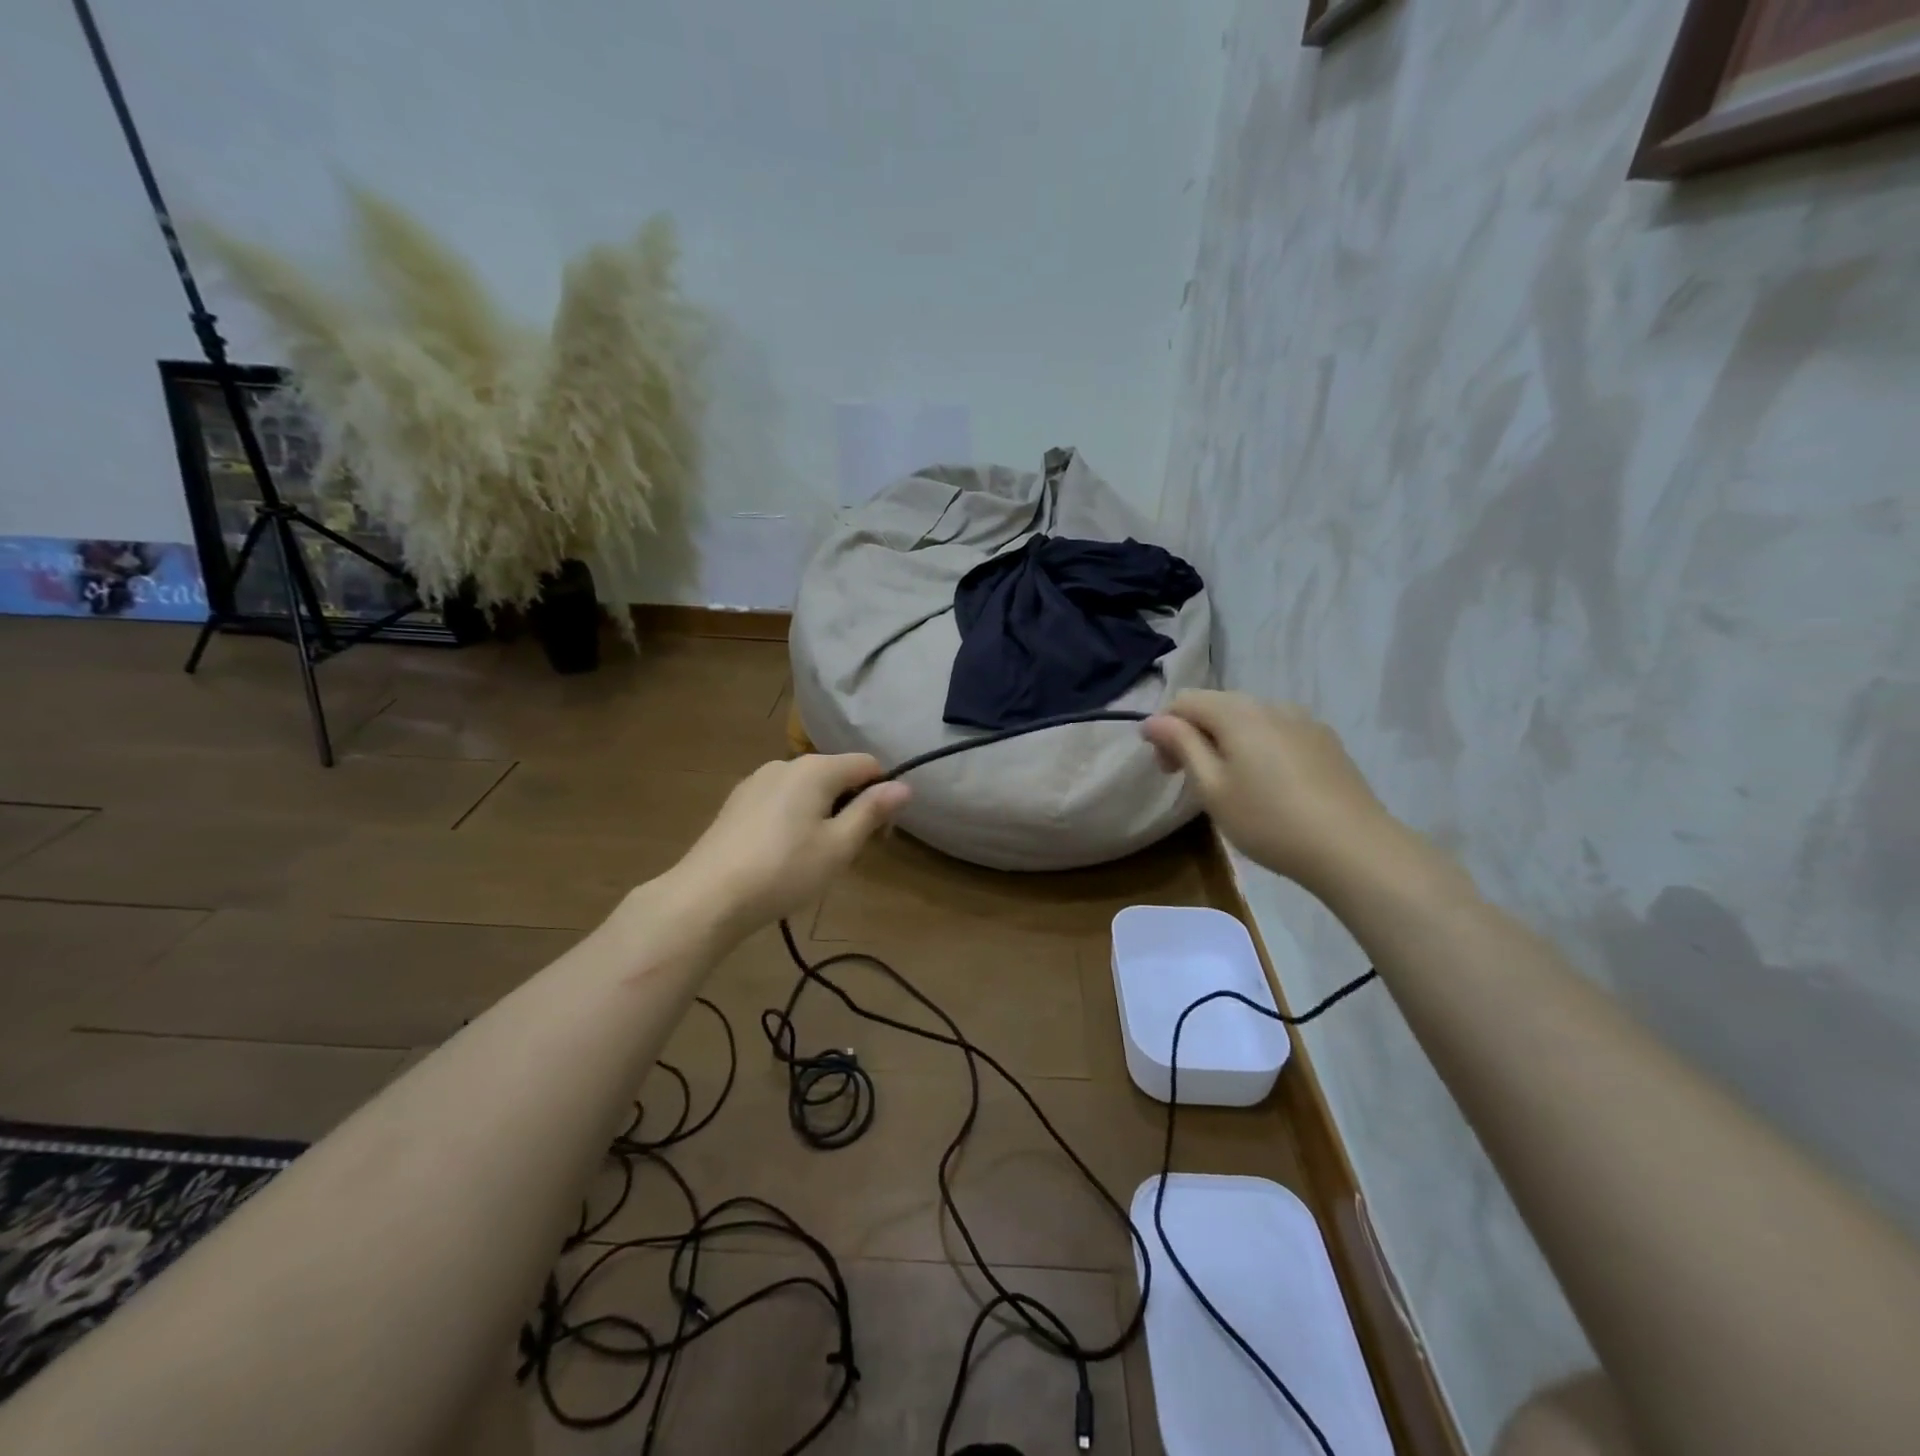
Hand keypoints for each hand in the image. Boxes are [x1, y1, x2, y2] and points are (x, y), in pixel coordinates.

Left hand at [670, 754, 910, 930]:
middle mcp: (785, 764)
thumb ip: (872, 811)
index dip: (882, 794)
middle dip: (850, 807)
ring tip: (812, 859)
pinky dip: (793, 819)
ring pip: (806, 790)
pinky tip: (782, 855)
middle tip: (846, 853)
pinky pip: (780, 801)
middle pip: (836, 775)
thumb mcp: (839, 846)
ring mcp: (756, 781)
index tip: (879, 835)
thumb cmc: (784, 870)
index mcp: (815, 768)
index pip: (867, 764)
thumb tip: (904, 786)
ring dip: (822, 815)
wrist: (707, 897)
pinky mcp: (737, 802)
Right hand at [1142, 690, 1392, 893]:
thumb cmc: (1268, 820)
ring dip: (1226, 740)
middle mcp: (1270, 704)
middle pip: (1217, 705)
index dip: (1164, 728)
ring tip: (1229, 783)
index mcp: (1237, 712)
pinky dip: (1258, 747)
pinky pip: (1277, 732)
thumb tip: (1153, 720)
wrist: (1353, 847)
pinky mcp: (1325, 741)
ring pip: (1249, 719)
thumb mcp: (1212, 787)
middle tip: (1188, 778)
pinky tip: (1268, 784)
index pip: (1184, 701)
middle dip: (1193, 734)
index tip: (1164, 768)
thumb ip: (1181, 745)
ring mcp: (1303, 721)